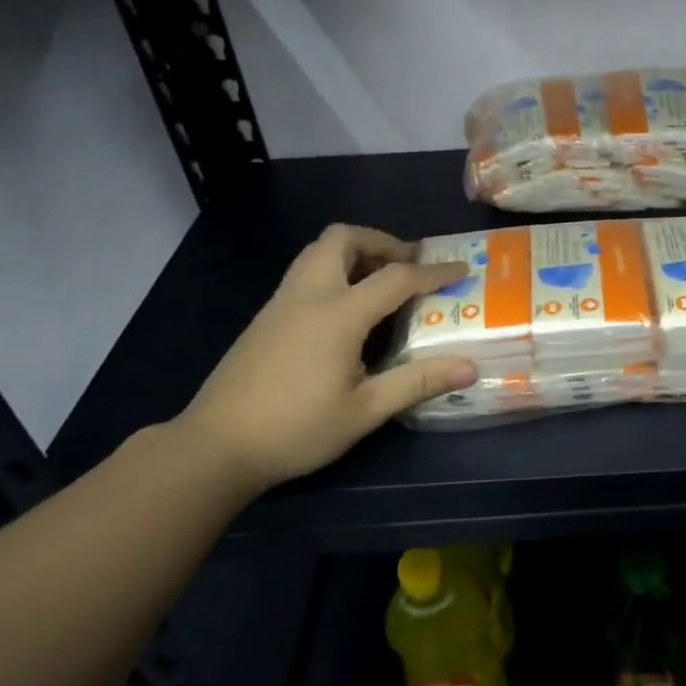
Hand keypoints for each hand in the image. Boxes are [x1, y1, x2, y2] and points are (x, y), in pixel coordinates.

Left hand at [175, 225, 474, 492]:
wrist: (215, 446)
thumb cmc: (296, 429)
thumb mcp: (364, 411)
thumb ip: (417, 382)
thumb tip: (470, 368)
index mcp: (338, 314)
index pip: (396, 277)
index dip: (434, 272)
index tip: (462, 269)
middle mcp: (309, 294)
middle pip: (344, 238)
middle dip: (382, 241)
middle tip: (408, 266)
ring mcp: (281, 302)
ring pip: (318, 251)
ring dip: (354, 252)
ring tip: (380, 281)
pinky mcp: (265, 317)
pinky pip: (305, 272)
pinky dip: (334, 271)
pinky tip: (345, 311)